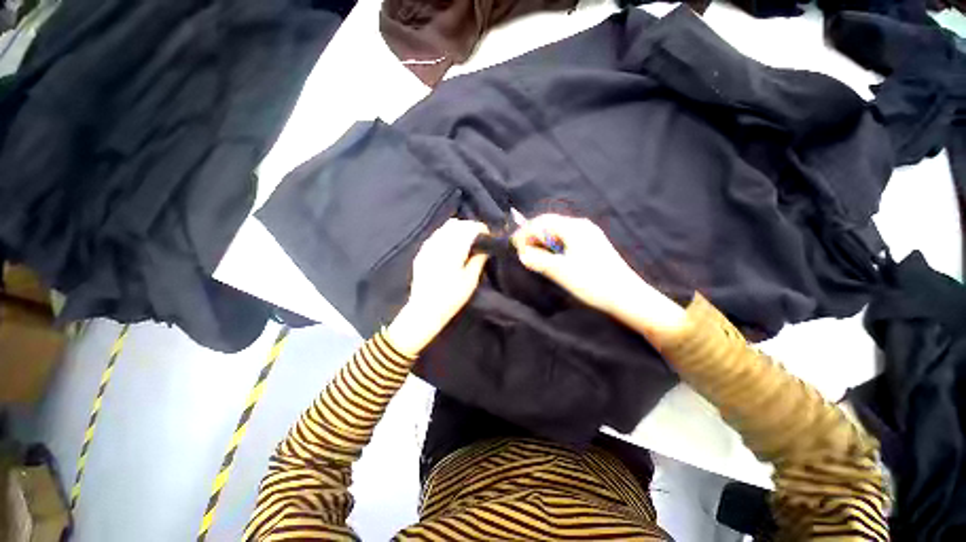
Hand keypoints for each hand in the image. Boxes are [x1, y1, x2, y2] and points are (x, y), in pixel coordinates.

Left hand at [386, 219, 488, 356]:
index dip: (481, 228)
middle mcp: (439, 244)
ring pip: (445, 227)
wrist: (424, 309)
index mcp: (453, 251)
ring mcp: (428, 247)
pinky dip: (447, 234)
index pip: (469, 228)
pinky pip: (436, 235)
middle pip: (457, 223)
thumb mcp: (470, 281)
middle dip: (470, 226)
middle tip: (479, 237)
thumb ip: (478, 260)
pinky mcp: (422, 252)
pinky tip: (452, 246)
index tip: (488, 235)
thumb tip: (486, 248)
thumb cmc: (451, 298)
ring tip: (467, 240)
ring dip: (458, 229)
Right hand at [512, 214, 684, 340]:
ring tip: (533, 254)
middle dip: (533, 235)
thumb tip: (523, 254)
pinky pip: (567, 240)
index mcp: (574, 228)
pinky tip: (551, 256)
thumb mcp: (560, 271)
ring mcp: (589, 235)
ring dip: (543, 241)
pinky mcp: (593, 246)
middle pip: (551, 224)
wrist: (627, 296)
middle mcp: (582, 226)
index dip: (525, 232)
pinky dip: (554, 246)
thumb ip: (538, 260)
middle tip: (521, 250)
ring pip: (559, 232)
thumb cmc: (592, 282)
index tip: (513, 245)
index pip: (543, 222)